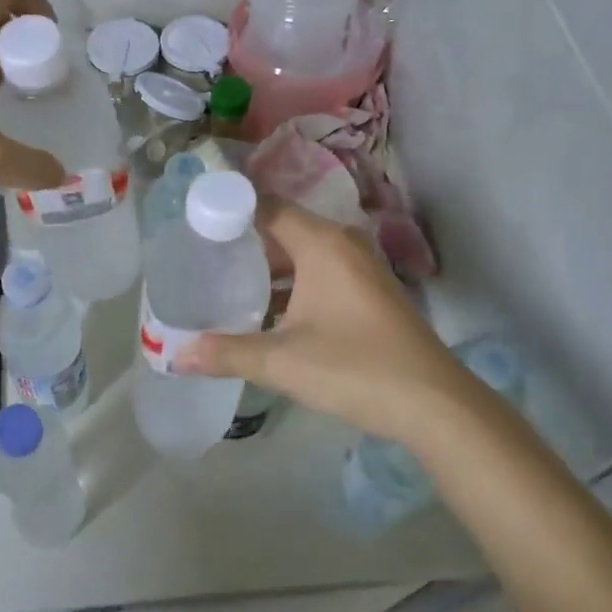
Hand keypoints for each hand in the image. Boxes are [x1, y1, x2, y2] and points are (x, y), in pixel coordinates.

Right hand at [176, 201, 485, 445]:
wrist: (434, 403)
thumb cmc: (355, 368)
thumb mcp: (282, 362)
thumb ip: (227, 353)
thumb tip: (177, 356)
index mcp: (321, 243)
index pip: (266, 208)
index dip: (230, 211)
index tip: (194, 223)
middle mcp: (342, 244)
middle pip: (283, 229)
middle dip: (244, 243)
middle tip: (201, 258)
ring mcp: (361, 268)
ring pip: (303, 255)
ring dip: (269, 269)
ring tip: (225, 285)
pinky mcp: (369, 292)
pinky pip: (320, 273)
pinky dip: (293, 284)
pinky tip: (268, 313)